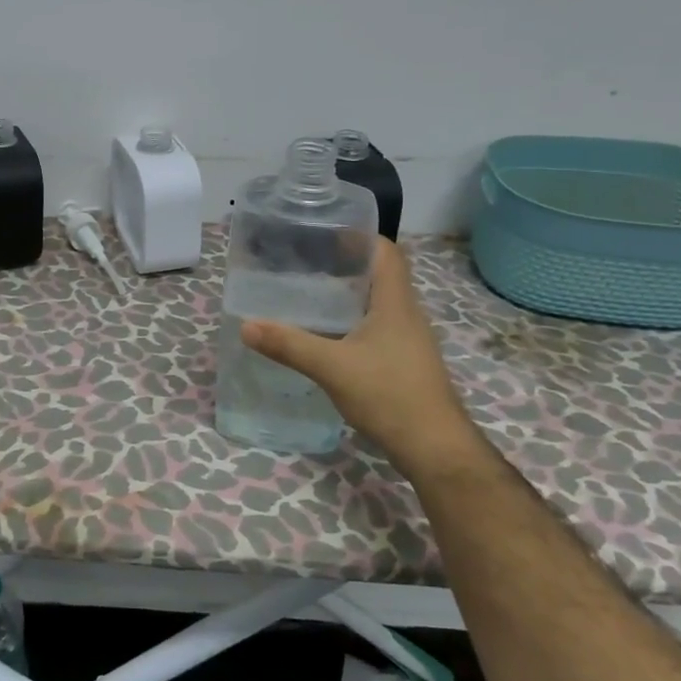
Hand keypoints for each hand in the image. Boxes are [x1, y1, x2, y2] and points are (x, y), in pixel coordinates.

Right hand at [240, 237, 476, 473]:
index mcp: (396, 303)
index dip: (360, 236)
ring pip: (376, 304)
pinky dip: (350, 323)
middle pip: (379, 275)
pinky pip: (375, 329)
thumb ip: (289, 345)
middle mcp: (406, 315)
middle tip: (304, 261)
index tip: (324, 231)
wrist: (434, 448)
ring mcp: (407, 341)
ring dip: (347, 295)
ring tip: (308, 294)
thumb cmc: (390, 395)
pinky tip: (325, 336)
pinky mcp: (403, 363)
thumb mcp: (332, 367)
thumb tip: (246, 326)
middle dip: (344, 264)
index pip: (386, 252)